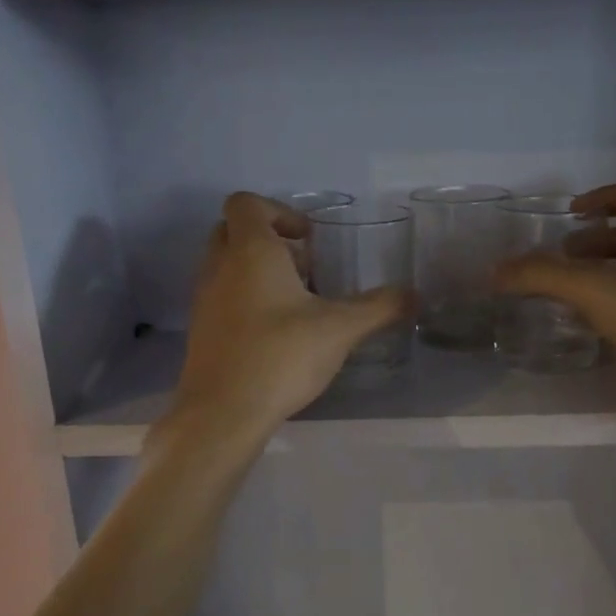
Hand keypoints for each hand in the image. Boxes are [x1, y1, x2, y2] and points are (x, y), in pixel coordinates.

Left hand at [161, 193, 409, 448]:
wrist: (223, 412)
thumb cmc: (280, 356)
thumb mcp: (340, 329)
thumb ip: (379, 307)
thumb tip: (415, 295)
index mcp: (249, 251)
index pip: (246, 203)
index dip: (279, 211)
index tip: (309, 239)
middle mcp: (219, 267)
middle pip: (234, 231)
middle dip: (269, 241)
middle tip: (305, 269)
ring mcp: (204, 299)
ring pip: (226, 266)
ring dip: (257, 272)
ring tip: (296, 305)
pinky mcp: (201, 331)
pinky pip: (221, 298)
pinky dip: (245, 301)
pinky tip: (276, 335)